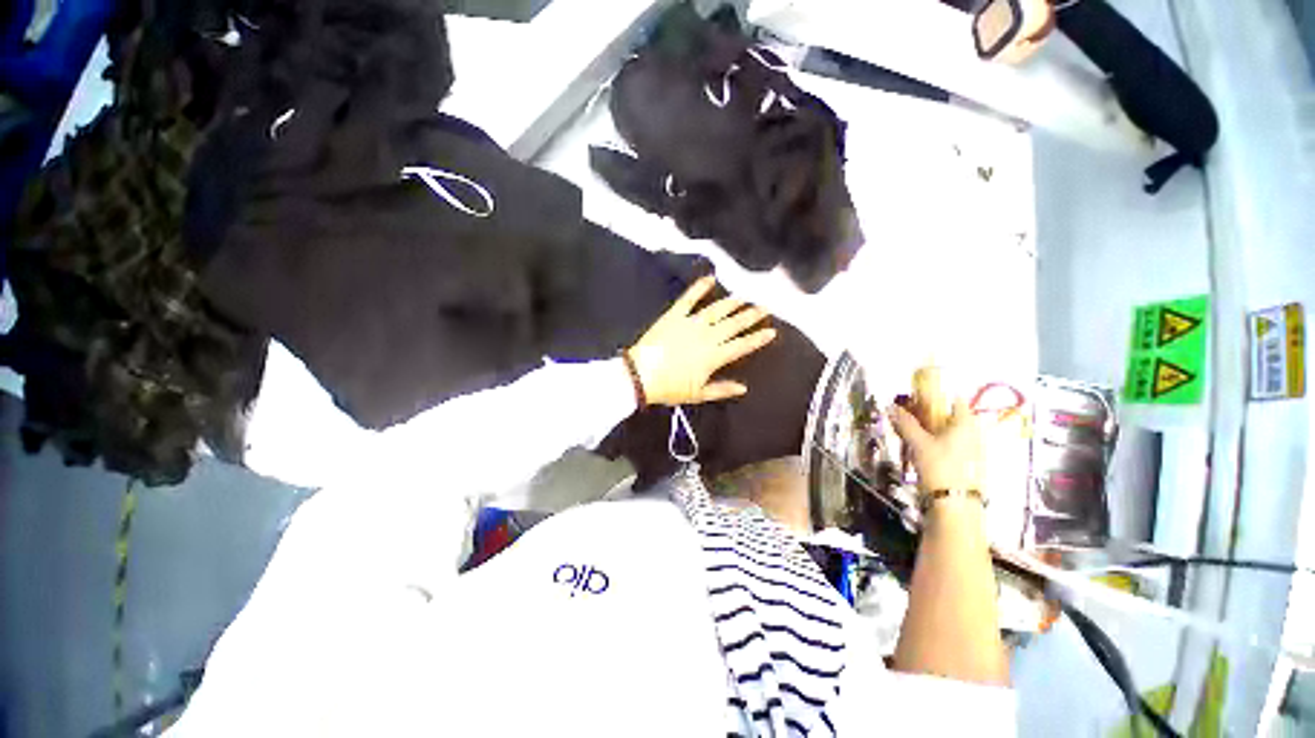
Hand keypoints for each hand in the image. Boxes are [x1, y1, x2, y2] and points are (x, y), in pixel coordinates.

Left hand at [627, 276, 776, 405]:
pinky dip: (699, 287)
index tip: (772, 331)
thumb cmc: (670, 387)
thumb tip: (744, 388)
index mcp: (714, 356)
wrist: (641, 375)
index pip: (742, 345)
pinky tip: (710, 278)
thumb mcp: (698, 394)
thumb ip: (722, 389)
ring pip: (717, 310)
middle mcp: (707, 336)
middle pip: (734, 324)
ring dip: (732, 302)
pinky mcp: (675, 315)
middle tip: (764, 307)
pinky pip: (689, 298)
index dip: (758, 338)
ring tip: (744, 296)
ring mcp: (691, 323)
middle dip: (751, 315)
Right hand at [888, 399, 984, 493]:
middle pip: (949, 416)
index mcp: (965, 423)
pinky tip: (919, 450)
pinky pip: (950, 445)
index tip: (916, 399)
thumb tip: (891, 407)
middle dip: (927, 414)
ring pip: (948, 431)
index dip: (935, 396)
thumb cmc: (940, 466)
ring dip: (929, 429)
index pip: (954, 400)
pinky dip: (935, 442)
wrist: (955, 503)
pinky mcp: (967, 464)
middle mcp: (973, 433)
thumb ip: (906, 423)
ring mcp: (972, 449)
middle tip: (906, 417)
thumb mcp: (918, 443)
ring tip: (908, 434)